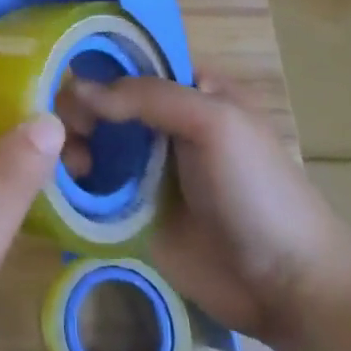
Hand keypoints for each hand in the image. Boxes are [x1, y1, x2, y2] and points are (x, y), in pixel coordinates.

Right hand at [62, 76, 350, 343]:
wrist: (288, 286)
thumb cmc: (257, 190)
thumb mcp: (212, 122)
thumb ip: (147, 97)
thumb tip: (76, 88)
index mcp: (187, 90)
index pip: (129, 63)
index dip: (95, 65)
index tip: (64, 79)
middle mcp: (161, 124)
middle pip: (102, 102)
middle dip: (76, 109)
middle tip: (64, 130)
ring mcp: (145, 170)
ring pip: (90, 142)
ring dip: (69, 144)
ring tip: (71, 163)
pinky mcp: (131, 213)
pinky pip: (91, 187)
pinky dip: (71, 180)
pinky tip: (63, 185)